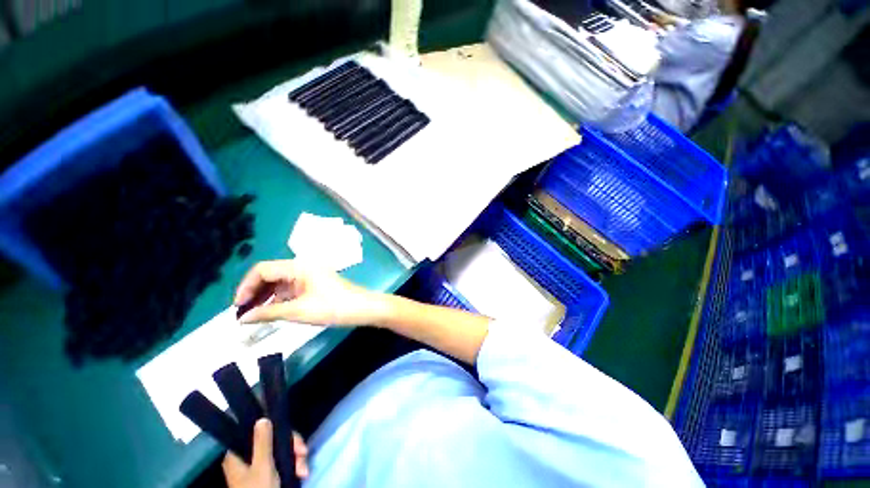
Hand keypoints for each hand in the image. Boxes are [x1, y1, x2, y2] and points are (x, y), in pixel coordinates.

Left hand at [222, 419, 309, 487]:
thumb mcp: (263, 466)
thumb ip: (263, 442)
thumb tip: (262, 418)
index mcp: (238, 455)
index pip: (258, 432)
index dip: (278, 431)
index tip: (293, 438)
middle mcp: (246, 460)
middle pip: (272, 442)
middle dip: (291, 447)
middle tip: (303, 453)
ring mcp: (256, 469)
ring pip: (279, 453)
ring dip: (295, 459)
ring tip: (304, 471)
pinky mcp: (266, 477)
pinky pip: (281, 464)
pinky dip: (293, 467)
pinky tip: (301, 473)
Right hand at [234, 259, 389, 325]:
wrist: (362, 308)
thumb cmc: (332, 307)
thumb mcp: (298, 311)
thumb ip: (268, 312)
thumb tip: (242, 318)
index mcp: (298, 266)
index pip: (263, 269)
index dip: (246, 286)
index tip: (238, 307)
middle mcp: (302, 266)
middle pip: (270, 275)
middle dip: (255, 292)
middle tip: (244, 313)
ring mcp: (309, 275)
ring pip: (280, 283)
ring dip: (266, 297)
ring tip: (255, 316)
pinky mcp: (314, 284)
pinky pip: (291, 289)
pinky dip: (279, 299)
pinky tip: (272, 312)